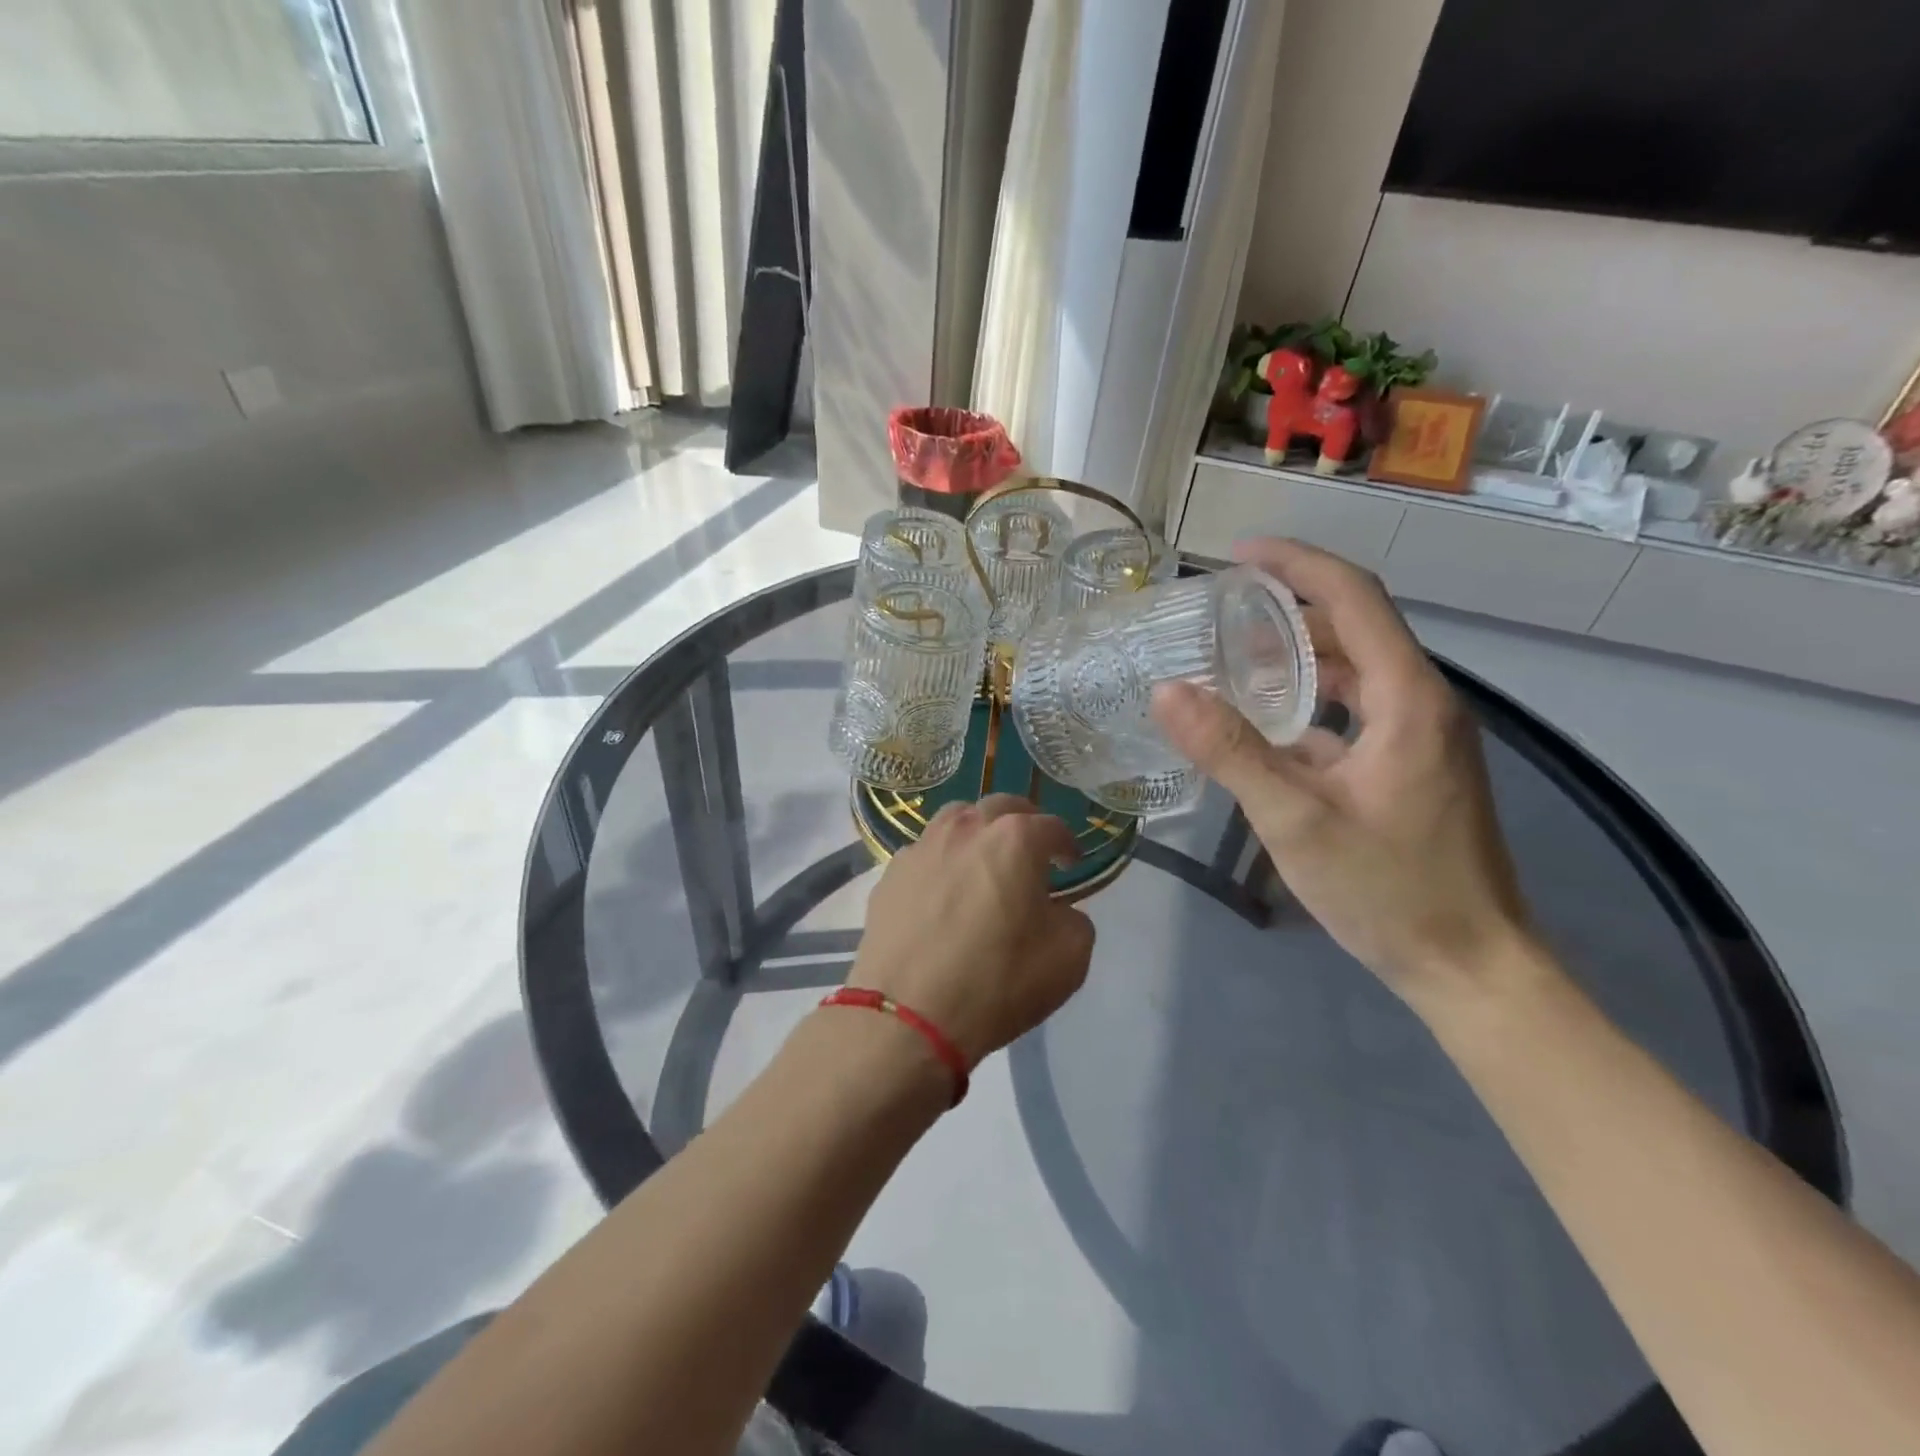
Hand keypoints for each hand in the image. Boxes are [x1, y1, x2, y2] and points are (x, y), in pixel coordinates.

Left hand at [848, 796, 1095, 1065]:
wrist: (908, 1016)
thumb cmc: (997, 983)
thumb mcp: (1068, 959)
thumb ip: (1075, 920)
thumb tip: (1058, 910)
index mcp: (1015, 839)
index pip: (1052, 826)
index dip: (1067, 844)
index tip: (1071, 862)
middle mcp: (966, 828)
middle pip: (1001, 806)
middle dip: (1023, 823)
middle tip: (1030, 851)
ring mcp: (922, 846)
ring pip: (956, 818)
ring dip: (977, 831)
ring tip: (983, 860)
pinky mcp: (890, 872)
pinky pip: (925, 852)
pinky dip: (942, 860)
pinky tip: (943, 890)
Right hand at [1151, 540, 1533, 1010]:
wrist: (1472, 967)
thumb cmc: (1390, 891)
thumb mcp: (1296, 820)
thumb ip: (1231, 752)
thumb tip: (1167, 691)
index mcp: (1407, 698)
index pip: (1353, 598)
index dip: (1296, 564)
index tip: (1238, 553)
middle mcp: (1422, 703)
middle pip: (1354, 628)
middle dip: (1287, 609)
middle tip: (1219, 611)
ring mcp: (1421, 737)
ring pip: (1354, 672)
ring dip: (1297, 657)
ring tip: (1232, 658)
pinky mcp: (1411, 767)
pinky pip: (1354, 712)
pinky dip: (1309, 703)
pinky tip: (1265, 727)